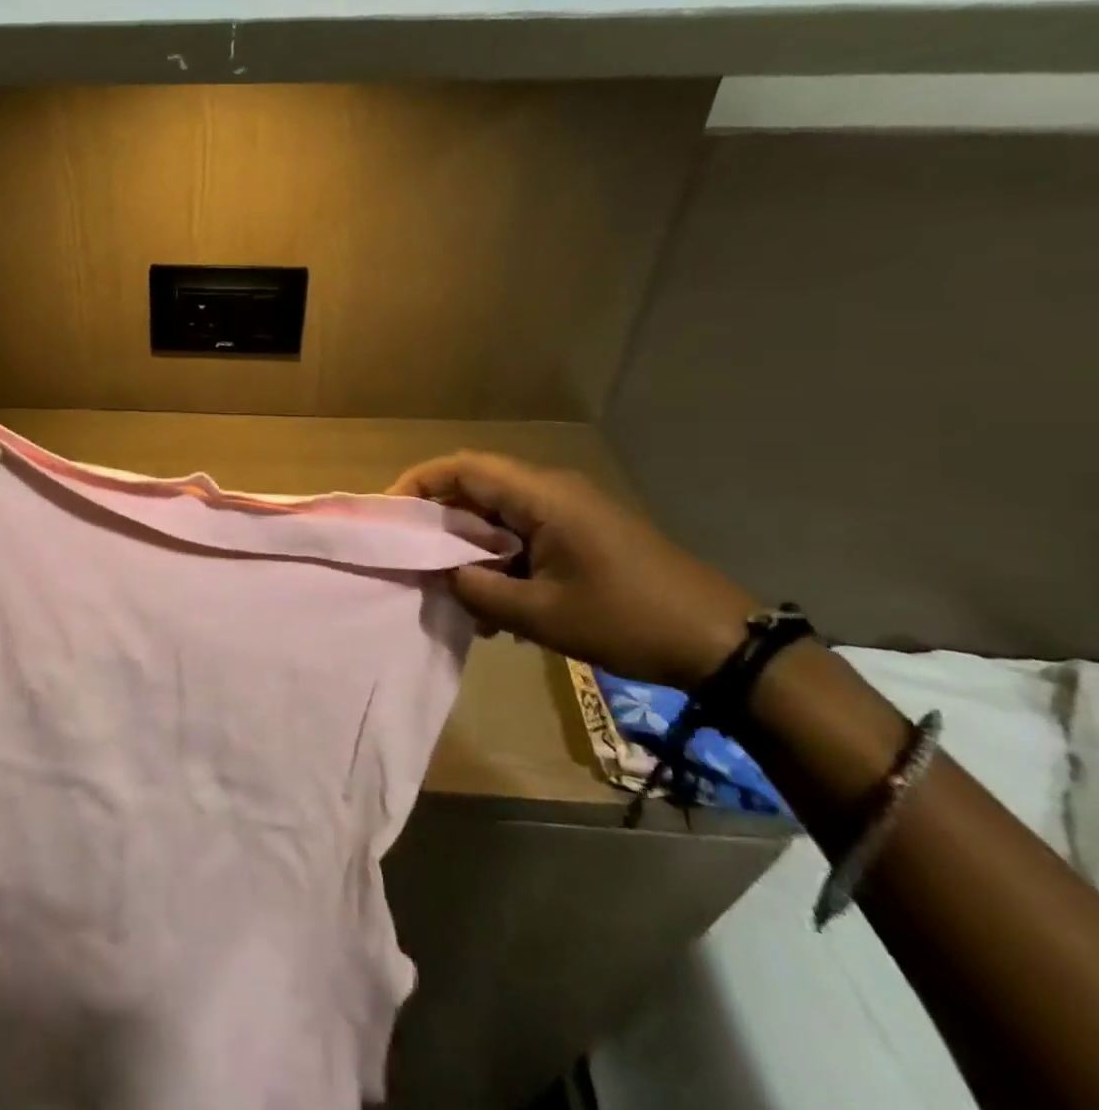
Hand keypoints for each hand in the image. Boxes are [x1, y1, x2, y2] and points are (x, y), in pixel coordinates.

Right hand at [389, 452, 757, 691]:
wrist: (720, 642)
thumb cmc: (627, 620)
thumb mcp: (540, 614)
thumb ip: (478, 590)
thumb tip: (439, 575)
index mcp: (543, 497)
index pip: (464, 468)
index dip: (420, 482)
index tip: (389, 513)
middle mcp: (554, 492)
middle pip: (478, 487)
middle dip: (439, 519)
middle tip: (412, 554)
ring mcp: (571, 512)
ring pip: (499, 514)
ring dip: (470, 545)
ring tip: (452, 587)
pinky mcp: (583, 533)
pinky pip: (525, 533)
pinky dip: (500, 558)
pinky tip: (496, 603)